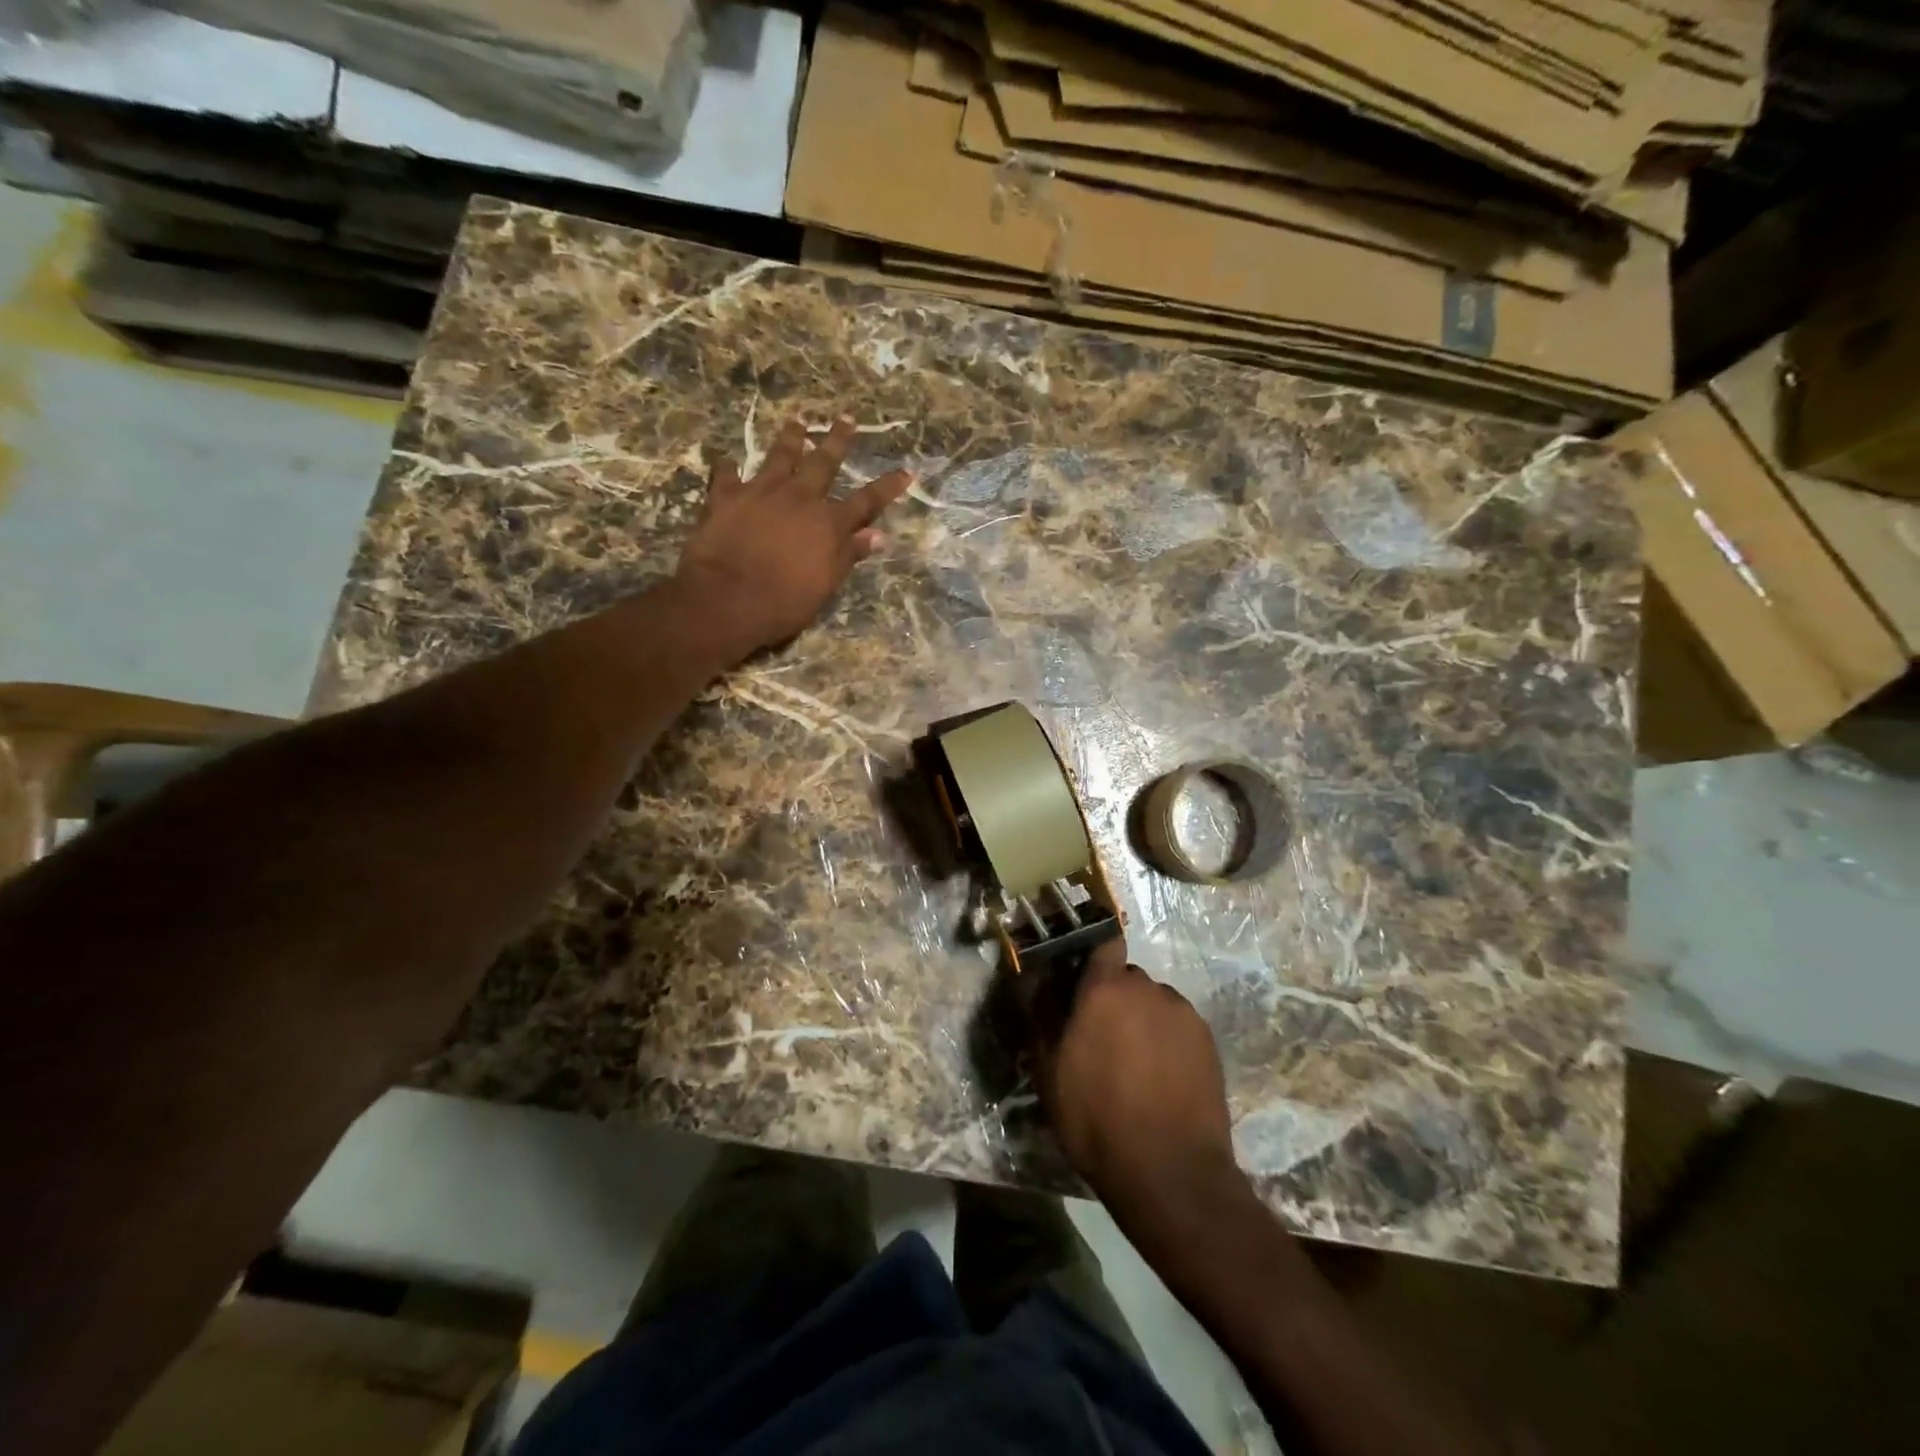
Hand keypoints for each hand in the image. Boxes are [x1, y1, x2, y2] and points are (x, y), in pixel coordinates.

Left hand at [675, 416, 910, 655]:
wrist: (727, 599)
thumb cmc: (784, 603)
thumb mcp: (825, 585)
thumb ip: (849, 555)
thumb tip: (879, 536)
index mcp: (829, 524)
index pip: (866, 501)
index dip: (887, 487)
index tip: (906, 471)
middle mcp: (800, 498)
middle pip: (823, 462)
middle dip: (837, 440)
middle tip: (845, 417)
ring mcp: (762, 492)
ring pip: (780, 455)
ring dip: (790, 438)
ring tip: (797, 422)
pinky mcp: (726, 496)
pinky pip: (727, 475)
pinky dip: (728, 468)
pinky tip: (727, 462)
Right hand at [1037, 938, 1241, 1219]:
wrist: (1170, 1172)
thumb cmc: (1096, 1117)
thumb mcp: (1049, 1070)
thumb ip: (1041, 1013)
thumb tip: (1033, 975)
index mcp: (1106, 987)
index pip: (1103, 940)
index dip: (1091, 953)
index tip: (1078, 975)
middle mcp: (1148, 988)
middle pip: (1126, 977)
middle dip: (1112, 996)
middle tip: (1099, 1035)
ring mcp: (1183, 1014)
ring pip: (1153, 1002)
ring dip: (1140, 1019)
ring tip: (1133, 1064)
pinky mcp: (1208, 1042)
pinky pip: (1178, 1026)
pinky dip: (1166, 1041)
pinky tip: (1159, 1078)